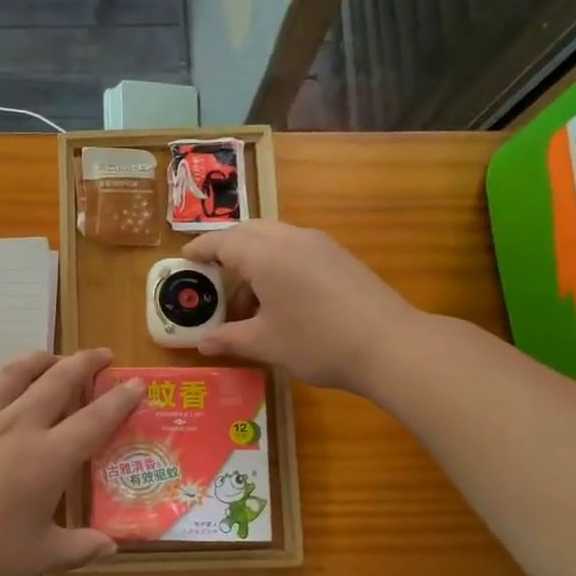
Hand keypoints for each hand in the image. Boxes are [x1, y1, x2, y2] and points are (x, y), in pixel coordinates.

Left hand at [0, 348, 145, 575]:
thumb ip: (80, 549)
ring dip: (40, 359)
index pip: (95, 419)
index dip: (120, 400)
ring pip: (16, 375)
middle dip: (85, 363)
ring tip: (54, 357)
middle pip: (58, 381)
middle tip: (103, 355)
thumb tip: (113, 547)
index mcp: (50, 457)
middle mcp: (20, 427)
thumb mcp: (40, 556)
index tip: (137, 383)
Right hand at [183, 221, 420, 391]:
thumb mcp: (266, 343)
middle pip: (248, 231)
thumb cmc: (317, 342)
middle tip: (213, 279)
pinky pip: (296, 248)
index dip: (200, 249)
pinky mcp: (339, 256)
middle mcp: (290, 238)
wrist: (390, 345)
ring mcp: (319, 244)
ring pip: (274, 238)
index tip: (185, 259)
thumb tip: (202, 344)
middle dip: (226, 249)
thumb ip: (230, 339)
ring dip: (253, 259)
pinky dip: (277, 263)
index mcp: (265, 254)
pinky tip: (280, 298)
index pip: (222, 241)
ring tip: (248, 301)